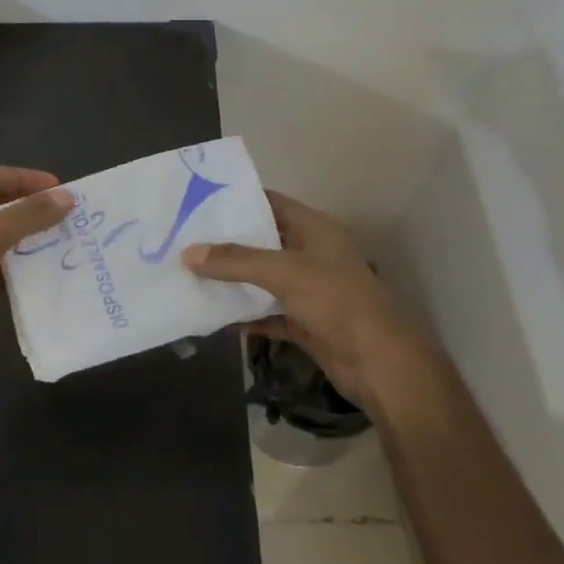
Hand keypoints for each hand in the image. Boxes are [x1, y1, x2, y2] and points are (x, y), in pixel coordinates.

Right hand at [183, 191, 427, 410]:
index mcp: (313, 229)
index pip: (270, 202)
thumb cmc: (336, 301)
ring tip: (188, 275)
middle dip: (226, 242)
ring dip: (232, 281)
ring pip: (261, 279)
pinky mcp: (304, 322)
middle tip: (183, 239)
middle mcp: (310, 254)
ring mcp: (308, 290)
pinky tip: (212, 317)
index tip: (197, 201)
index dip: (237, 200)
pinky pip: (266, 313)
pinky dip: (244, 316)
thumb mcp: (284, 272)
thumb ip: (236, 261)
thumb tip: (188, 254)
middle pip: (262, 241)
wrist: (380, 364)